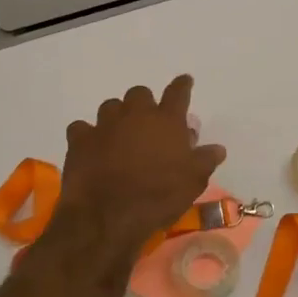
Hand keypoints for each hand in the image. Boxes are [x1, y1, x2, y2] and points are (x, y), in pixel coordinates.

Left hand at [52, 76, 225, 258]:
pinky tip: (91, 147)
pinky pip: (81, 128)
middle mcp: (135, 115)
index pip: (178, 93)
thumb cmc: (159, 196)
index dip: (183, 85)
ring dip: (117, 116)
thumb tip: (217, 148)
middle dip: (144, 104)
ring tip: (120, 135)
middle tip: (148, 124)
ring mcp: (104, 125)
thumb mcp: (193, 181)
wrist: (109, 215)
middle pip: (139, 94)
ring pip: (110, 106)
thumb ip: (205, 160)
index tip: (185, 81)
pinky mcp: (79, 140)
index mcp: (166, 121)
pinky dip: (87, 135)